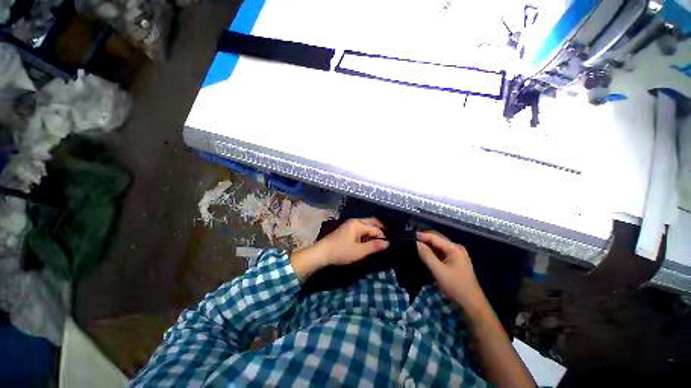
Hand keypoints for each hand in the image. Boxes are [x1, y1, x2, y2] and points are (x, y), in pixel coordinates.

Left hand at [317, 218, 389, 265]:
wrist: (322, 253)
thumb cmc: (341, 252)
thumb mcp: (359, 251)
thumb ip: (374, 246)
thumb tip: (387, 243)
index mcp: (358, 224)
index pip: (375, 228)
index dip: (382, 236)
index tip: (387, 246)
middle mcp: (354, 221)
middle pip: (371, 222)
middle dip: (379, 229)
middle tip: (386, 238)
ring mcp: (349, 225)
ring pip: (365, 225)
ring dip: (372, 231)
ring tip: (378, 241)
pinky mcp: (346, 230)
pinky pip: (360, 228)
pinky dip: (366, 233)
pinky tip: (367, 241)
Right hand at [416, 231, 483, 307]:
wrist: (472, 304)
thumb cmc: (456, 286)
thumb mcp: (438, 271)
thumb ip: (427, 255)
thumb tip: (416, 243)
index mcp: (454, 248)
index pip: (434, 237)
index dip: (421, 236)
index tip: (408, 236)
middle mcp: (455, 247)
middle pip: (436, 239)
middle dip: (423, 238)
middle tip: (409, 239)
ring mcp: (455, 254)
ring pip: (437, 245)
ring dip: (426, 245)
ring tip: (413, 244)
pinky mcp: (453, 261)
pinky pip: (440, 252)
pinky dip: (431, 251)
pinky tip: (423, 252)